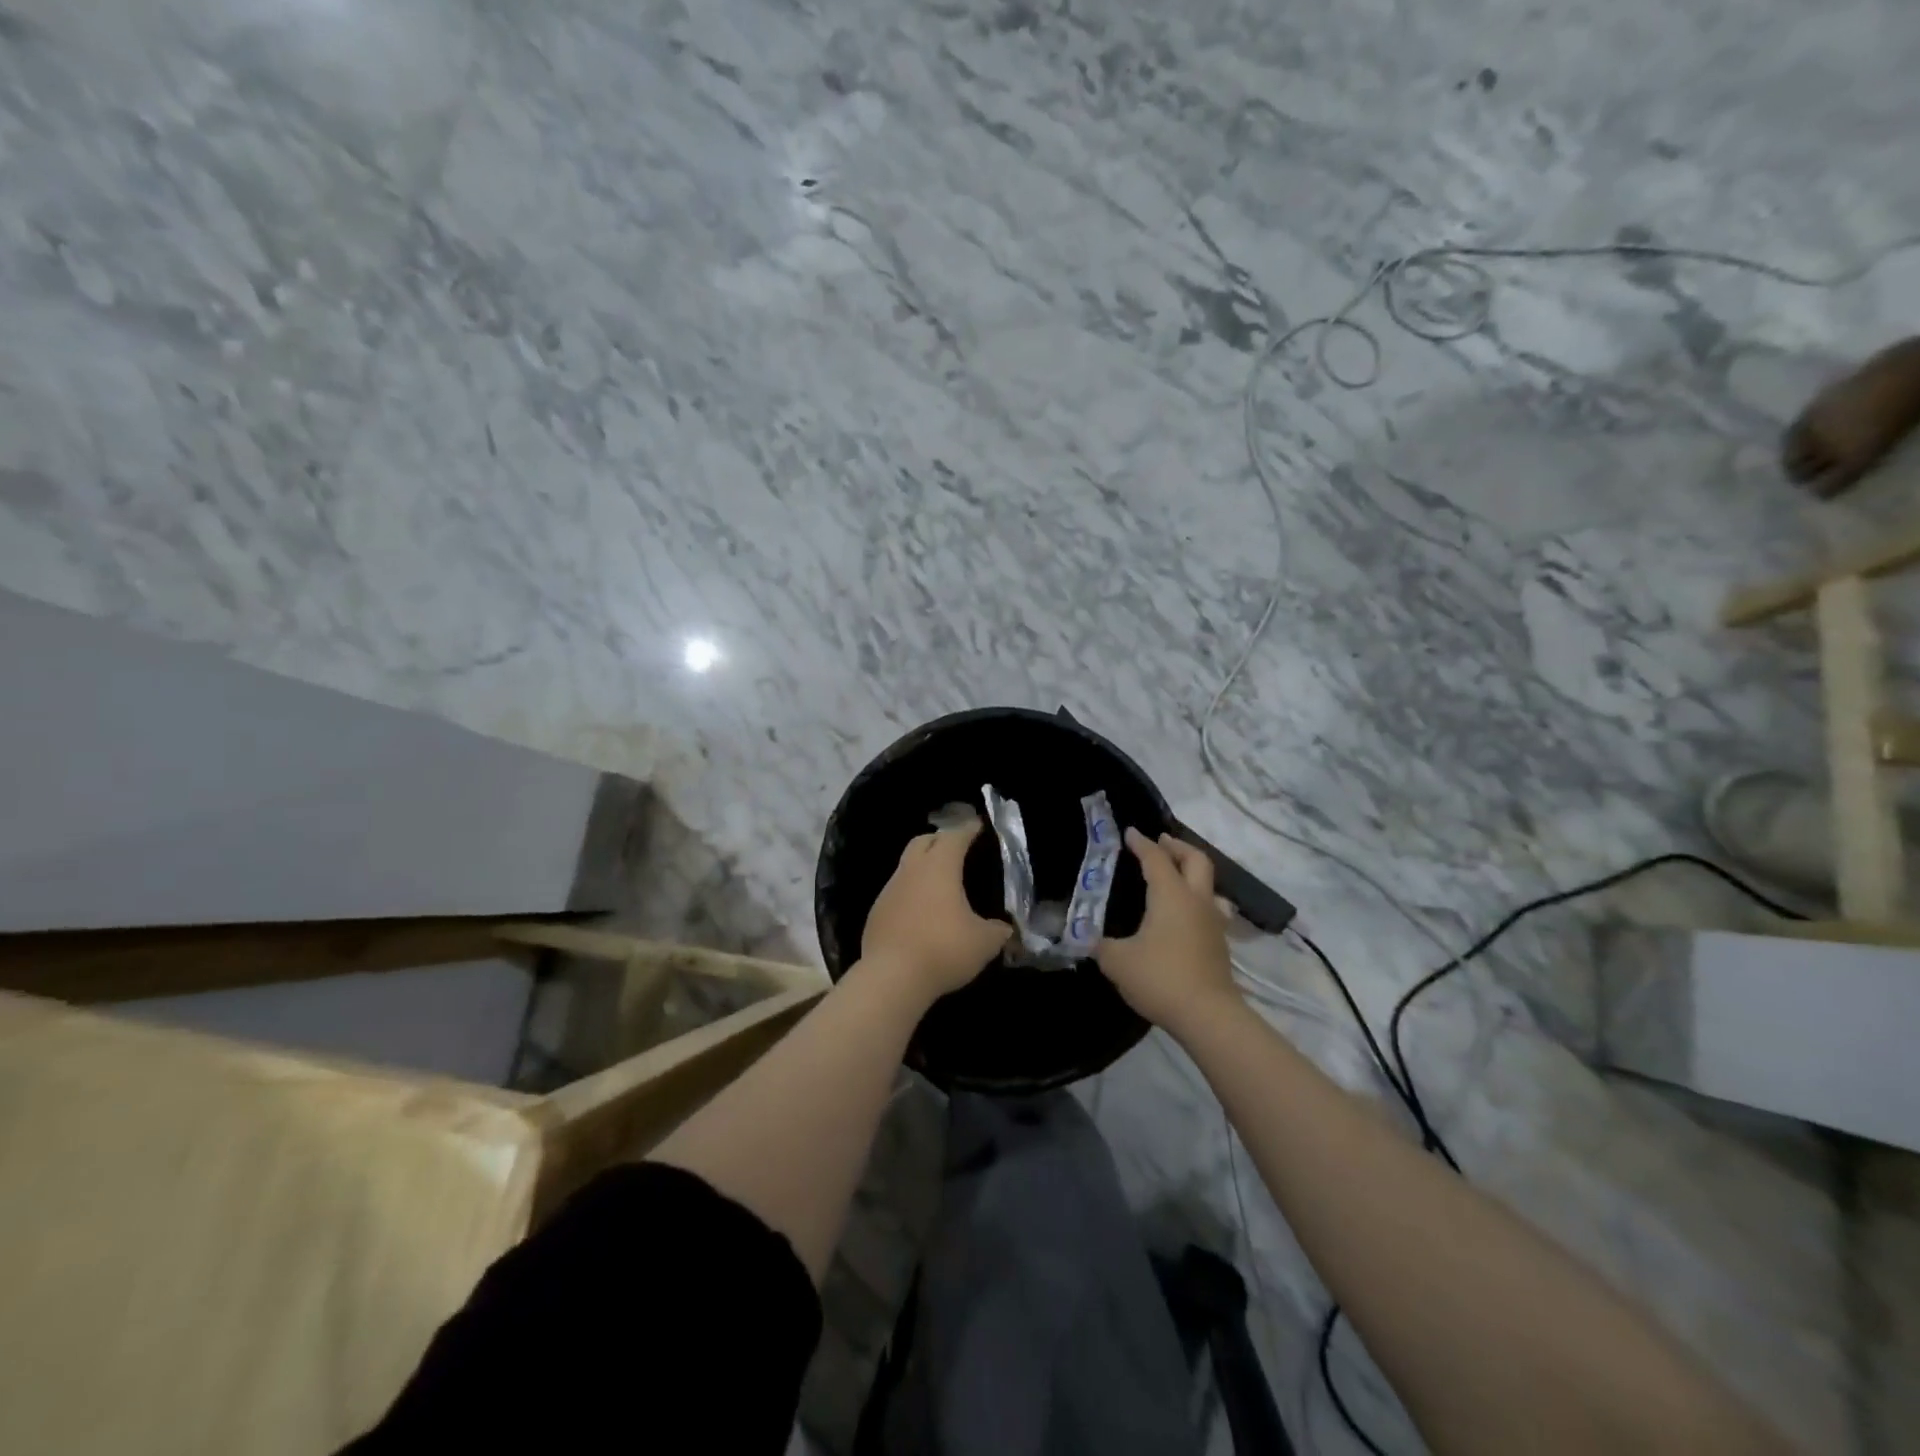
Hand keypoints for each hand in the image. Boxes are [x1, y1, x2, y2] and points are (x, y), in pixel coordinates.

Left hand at [861, 822, 1011, 999]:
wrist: (892, 977)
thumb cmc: (943, 948)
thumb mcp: (984, 942)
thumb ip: (998, 931)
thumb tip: (1006, 930)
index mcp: (940, 866)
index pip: (955, 836)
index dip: (968, 829)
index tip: (978, 826)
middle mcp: (911, 870)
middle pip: (923, 841)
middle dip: (940, 840)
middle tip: (957, 850)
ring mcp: (889, 890)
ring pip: (907, 866)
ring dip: (923, 868)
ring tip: (941, 884)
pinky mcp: (876, 912)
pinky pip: (896, 893)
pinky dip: (910, 894)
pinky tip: (921, 913)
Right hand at [1097, 829, 1238, 1036]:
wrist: (1208, 1015)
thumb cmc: (1160, 978)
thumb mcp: (1116, 961)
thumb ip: (1100, 944)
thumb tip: (1088, 937)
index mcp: (1170, 895)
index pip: (1155, 858)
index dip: (1141, 843)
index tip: (1130, 832)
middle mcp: (1196, 900)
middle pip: (1196, 860)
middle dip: (1177, 847)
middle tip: (1160, 843)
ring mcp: (1213, 922)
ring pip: (1210, 884)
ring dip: (1193, 873)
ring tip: (1178, 876)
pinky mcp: (1220, 944)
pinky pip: (1212, 910)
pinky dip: (1199, 901)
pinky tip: (1188, 915)